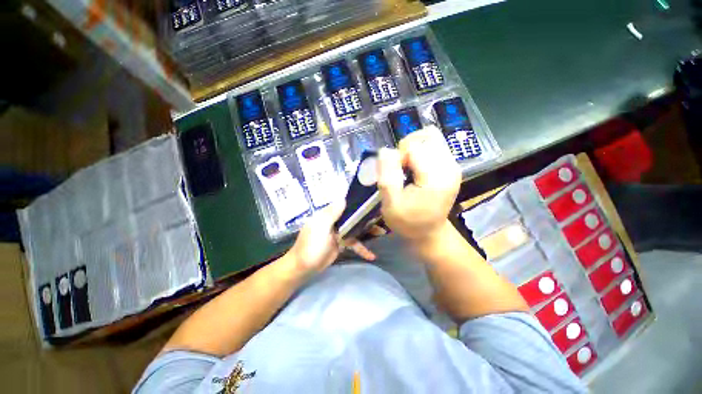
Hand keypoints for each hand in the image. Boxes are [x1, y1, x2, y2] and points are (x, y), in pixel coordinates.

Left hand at [284, 202, 374, 277]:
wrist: (303, 267)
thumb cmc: (310, 245)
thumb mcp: (320, 227)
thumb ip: (332, 213)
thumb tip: (343, 198)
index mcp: (329, 214)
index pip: (345, 205)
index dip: (357, 202)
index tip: (372, 201)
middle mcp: (335, 221)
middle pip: (353, 216)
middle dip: (367, 217)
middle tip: (382, 216)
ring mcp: (339, 233)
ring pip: (356, 229)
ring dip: (368, 231)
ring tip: (383, 233)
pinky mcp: (341, 244)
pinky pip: (354, 243)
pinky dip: (362, 249)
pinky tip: (371, 256)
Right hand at [376, 125, 460, 242]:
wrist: (429, 232)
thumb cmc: (408, 222)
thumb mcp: (391, 204)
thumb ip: (387, 176)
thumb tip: (385, 150)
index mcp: (436, 178)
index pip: (414, 147)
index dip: (398, 156)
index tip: (394, 174)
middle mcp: (450, 167)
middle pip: (426, 136)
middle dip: (407, 147)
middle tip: (401, 168)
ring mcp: (453, 165)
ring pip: (431, 137)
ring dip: (414, 147)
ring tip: (407, 166)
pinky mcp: (451, 166)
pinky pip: (435, 145)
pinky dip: (421, 150)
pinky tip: (415, 167)